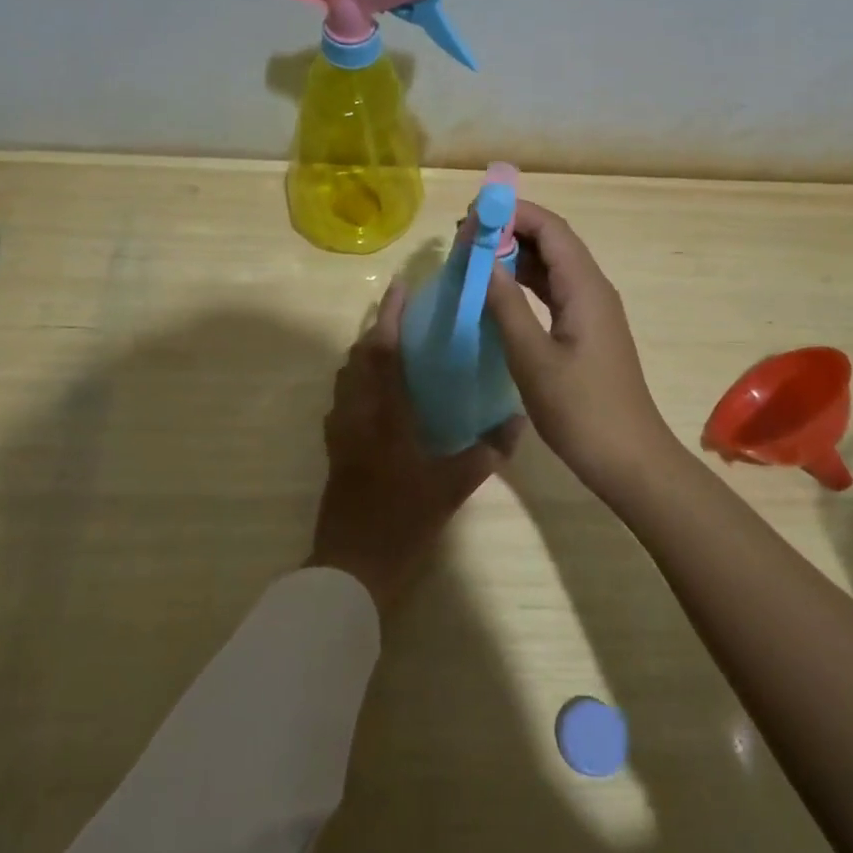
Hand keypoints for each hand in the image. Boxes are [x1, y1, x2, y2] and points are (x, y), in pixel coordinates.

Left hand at [308, 280, 523, 610]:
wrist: (351, 566)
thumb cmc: (401, 522)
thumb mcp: (451, 488)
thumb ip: (485, 453)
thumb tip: (517, 422)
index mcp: (382, 415)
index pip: (382, 351)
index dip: (389, 315)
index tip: (400, 286)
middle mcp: (355, 413)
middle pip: (358, 357)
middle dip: (377, 329)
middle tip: (404, 315)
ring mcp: (340, 431)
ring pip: (347, 377)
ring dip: (366, 354)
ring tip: (395, 348)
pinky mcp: (335, 449)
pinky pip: (344, 399)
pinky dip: (359, 381)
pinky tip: (382, 395)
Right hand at [483, 200, 679, 491]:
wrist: (628, 458)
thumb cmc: (580, 409)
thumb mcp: (532, 357)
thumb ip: (506, 305)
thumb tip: (483, 259)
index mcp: (584, 288)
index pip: (550, 228)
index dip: (512, 213)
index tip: (471, 217)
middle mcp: (592, 289)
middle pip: (552, 242)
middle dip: (509, 231)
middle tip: (463, 238)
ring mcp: (592, 311)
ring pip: (552, 267)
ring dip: (515, 258)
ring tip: (472, 259)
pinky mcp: (587, 332)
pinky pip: (554, 292)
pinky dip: (525, 285)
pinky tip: (498, 294)